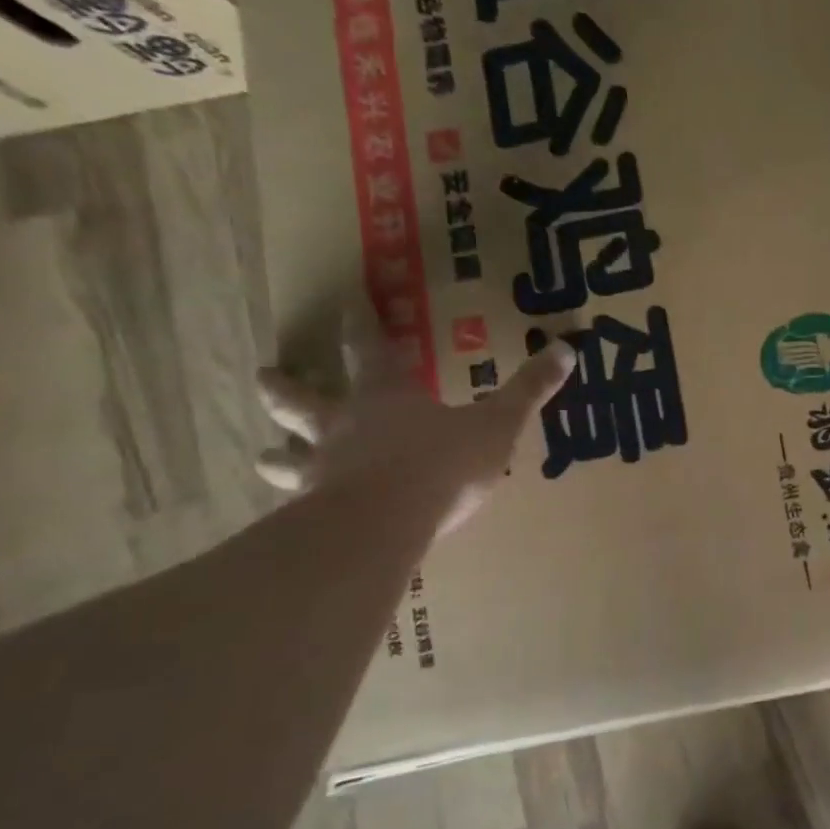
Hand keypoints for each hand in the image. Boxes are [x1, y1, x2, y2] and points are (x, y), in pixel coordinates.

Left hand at [255, 311, 573, 540]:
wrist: (386, 525)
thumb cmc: (442, 464)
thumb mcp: (498, 424)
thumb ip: (529, 390)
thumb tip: (567, 349)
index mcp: (386, 398)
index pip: (370, 350)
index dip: (362, 325)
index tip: (348, 303)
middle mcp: (344, 427)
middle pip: (305, 400)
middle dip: (286, 387)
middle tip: (264, 375)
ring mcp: (324, 472)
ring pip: (289, 458)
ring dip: (276, 455)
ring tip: (262, 455)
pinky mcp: (316, 516)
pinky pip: (298, 510)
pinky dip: (292, 512)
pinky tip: (287, 524)